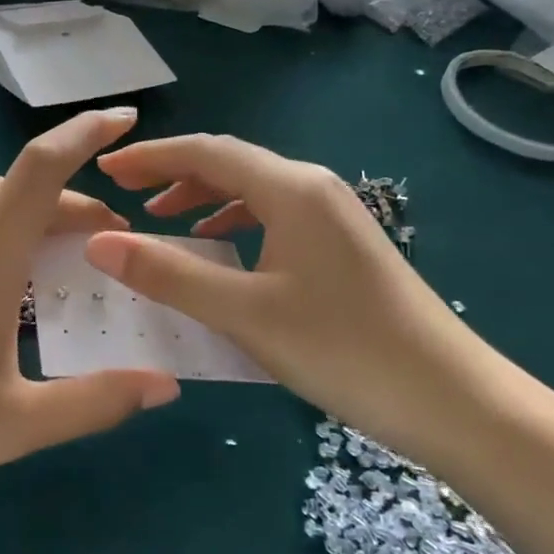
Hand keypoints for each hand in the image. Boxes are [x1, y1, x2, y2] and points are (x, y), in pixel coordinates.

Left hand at [0, 109, 179, 514]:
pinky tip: (6, 286)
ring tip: (67, 260)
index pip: (41, 169)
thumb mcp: (12, 425)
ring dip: (35, 218)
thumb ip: (94, 402)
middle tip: (112, 241)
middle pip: (21, 189)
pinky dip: (0, 235)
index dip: (85, 133)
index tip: (126, 117)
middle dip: (75, 201)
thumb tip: (166, 386)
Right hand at [84, 135, 509, 458]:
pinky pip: (272, 217)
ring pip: (251, 190)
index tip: (105, 171)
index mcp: (290, 188)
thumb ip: (169, 274)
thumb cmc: (343, 348)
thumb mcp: (244, 312)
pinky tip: (218, 248)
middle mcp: (311, 187)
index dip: (150, 157)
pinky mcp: (341, 246)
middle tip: (123, 193)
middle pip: (228, 164)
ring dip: (201, 198)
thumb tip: (99, 243)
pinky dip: (232, 223)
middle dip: (171, 173)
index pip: (205, 152)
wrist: (455, 401)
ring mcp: (332, 216)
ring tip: (161, 220)